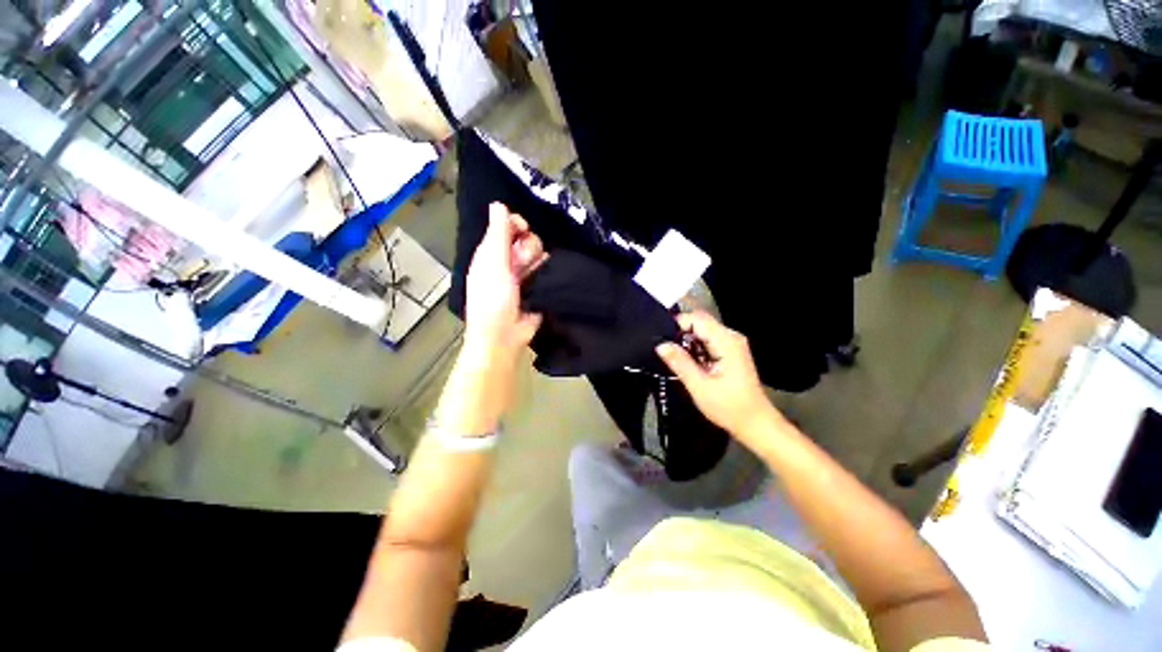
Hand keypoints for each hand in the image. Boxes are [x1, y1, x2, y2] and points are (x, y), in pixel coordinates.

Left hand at [462, 203, 543, 364]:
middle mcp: (508, 260)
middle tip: (521, 263)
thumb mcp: (492, 264)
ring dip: (536, 262)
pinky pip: (548, 270)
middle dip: (527, 247)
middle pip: (527, 238)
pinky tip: (544, 279)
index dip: (515, 223)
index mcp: (491, 253)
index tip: (522, 228)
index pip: (506, 226)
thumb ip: (497, 234)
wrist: (504, 335)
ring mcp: (524, 274)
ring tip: (529, 278)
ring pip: (539, 254)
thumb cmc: (492, 299)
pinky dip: (547, 271)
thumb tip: (499, 204)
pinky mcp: (539, 286)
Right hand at [655, 311, 781, 445]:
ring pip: (703, 331)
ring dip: (686, 340)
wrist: (755, 423)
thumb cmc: (729, 407)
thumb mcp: (699, 386)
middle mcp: (731, 337)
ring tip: (671, 355)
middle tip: (663, 347)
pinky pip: (708, 340)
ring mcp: (732, 344)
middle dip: (680, 331)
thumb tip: (660, 345)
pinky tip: (687, 361)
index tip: (660, 336)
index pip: (697, 318)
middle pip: (700, 322)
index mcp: (726, 341)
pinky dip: (695, 347)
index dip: (677, 323)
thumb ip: (679, 362)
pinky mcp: (730, 352)